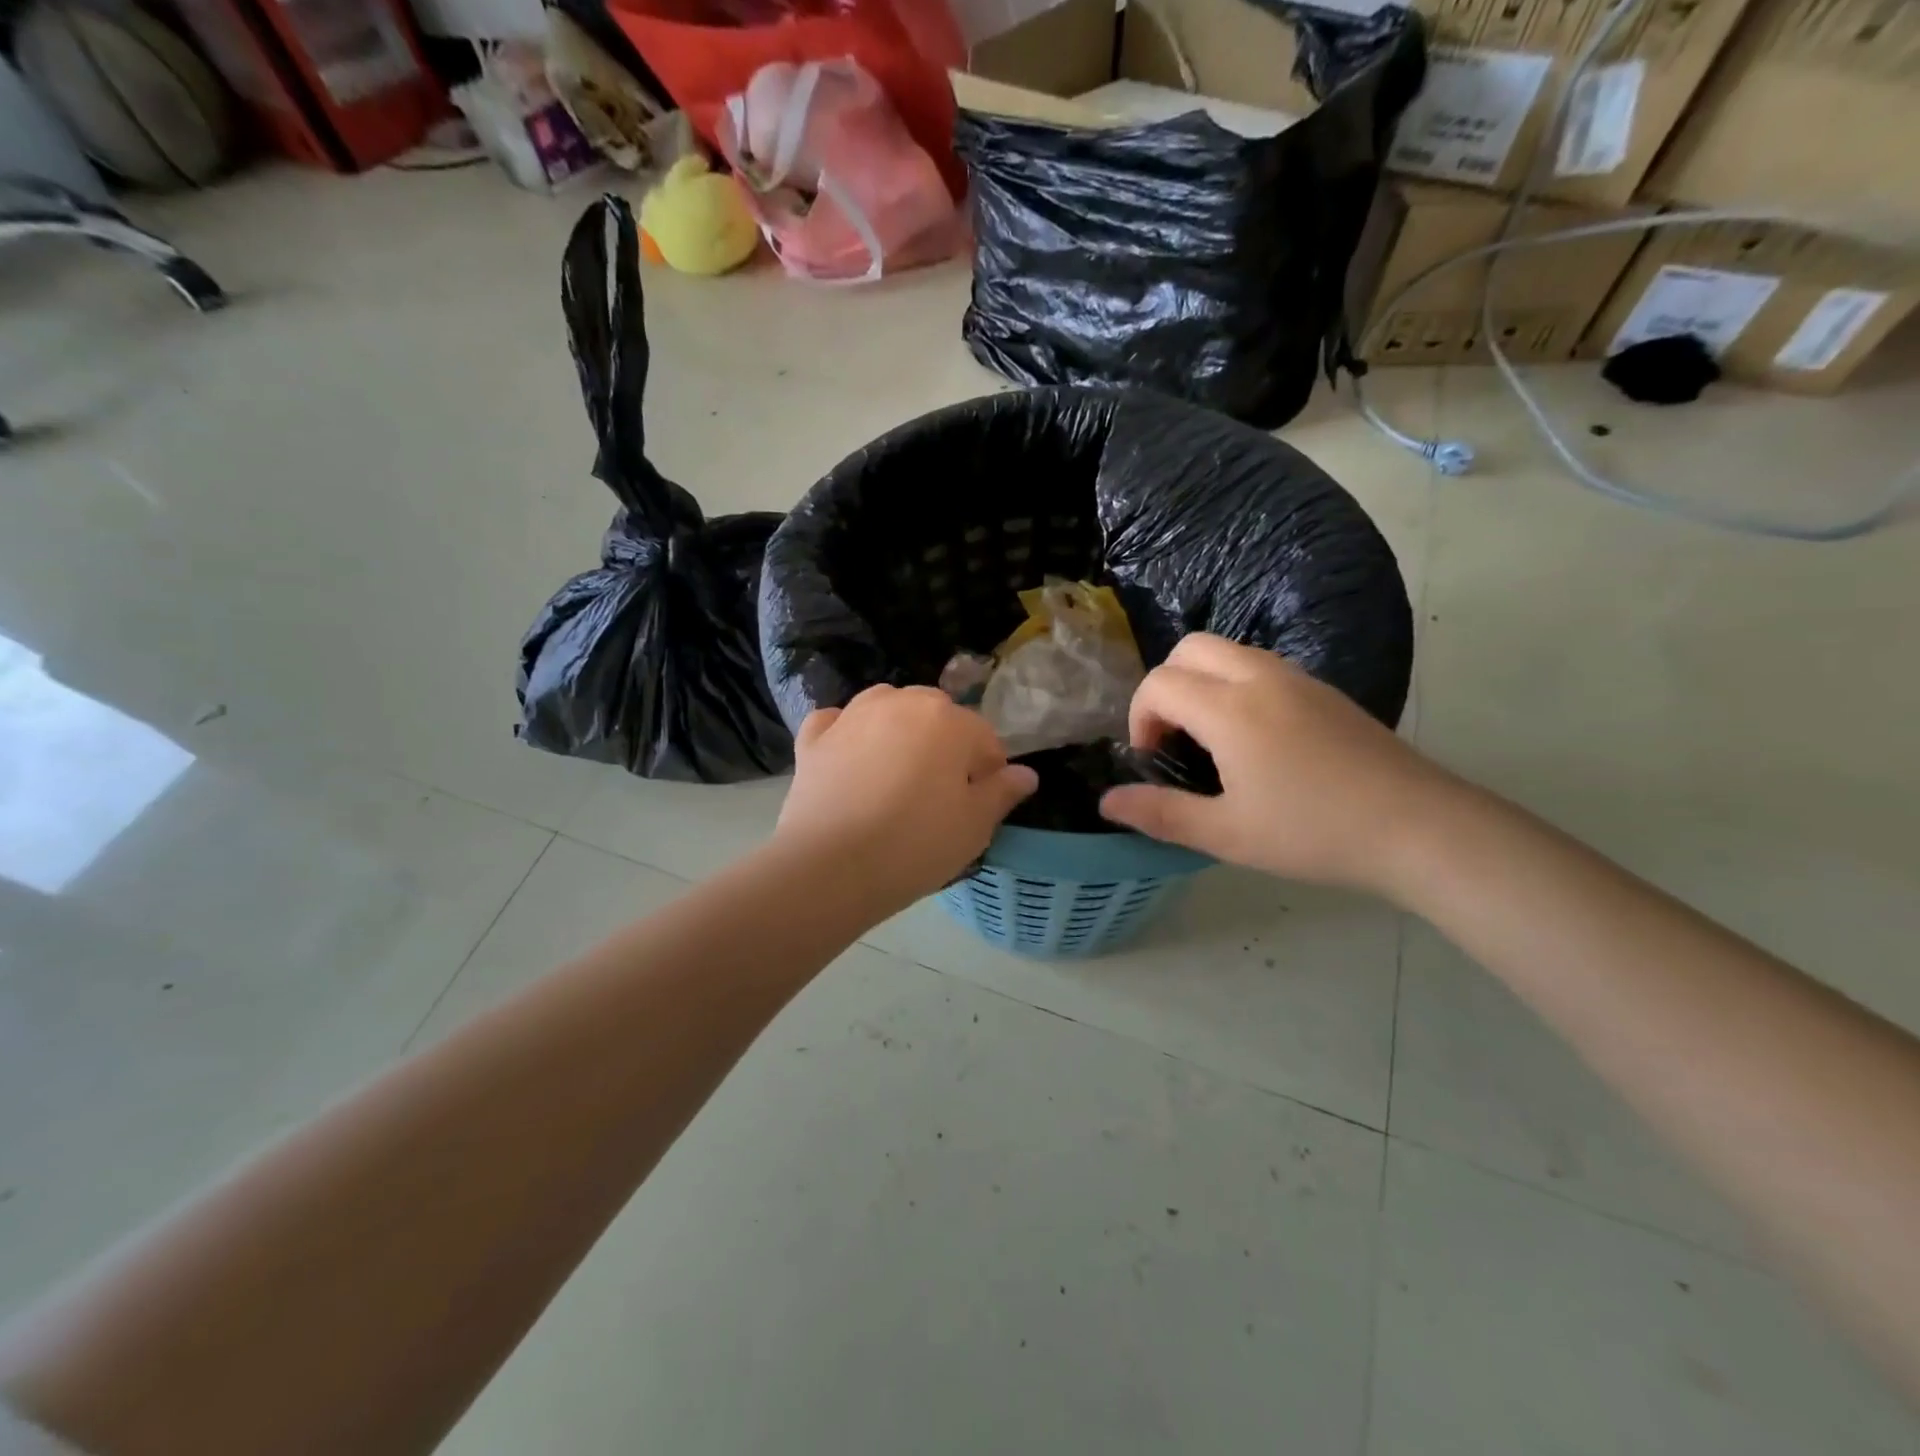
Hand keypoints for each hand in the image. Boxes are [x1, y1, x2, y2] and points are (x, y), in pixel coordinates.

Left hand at [775, 685, 1037, 912]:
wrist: (830, 866)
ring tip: (898, 772)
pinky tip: (850, 756)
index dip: (989, 772)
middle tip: (939, 795)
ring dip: (900, 729)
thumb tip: (1026, 774)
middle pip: (936, 715)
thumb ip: (1002, 793)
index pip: (984, 738)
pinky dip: (848, 733)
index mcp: (948, 720)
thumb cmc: (915, 845)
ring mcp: (852, 716)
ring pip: (888, 707)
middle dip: (945, 745)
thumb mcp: (974, 826)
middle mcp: (901, 703)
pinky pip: (838, 722)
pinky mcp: (815, 738)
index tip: (981, 804)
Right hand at [1098, 634, 1454, 895]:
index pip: (1159, 683)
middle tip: (1175, 739)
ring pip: (1228, 652)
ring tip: (1212, 740)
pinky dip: (1236, 685)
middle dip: (1166, 686)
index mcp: (1230, 709)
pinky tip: (1257, 740)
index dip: (1140, 718)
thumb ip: (1160, 814)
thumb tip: (1106, 802)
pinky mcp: (1325, 691)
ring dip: (1202, 682)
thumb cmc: (1313, 833)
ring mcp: (1299, 679)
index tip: (1152, 761)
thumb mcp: (1227, 834)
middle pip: (1189, 648)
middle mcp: (1261, 677)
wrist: (1420, 827)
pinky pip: (1261, 666)